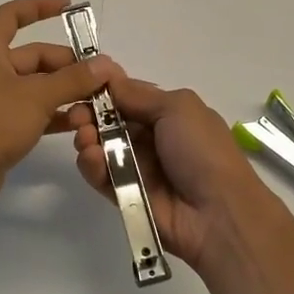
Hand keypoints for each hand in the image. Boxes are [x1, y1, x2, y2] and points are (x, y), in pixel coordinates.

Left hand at [0, 0, 113, 225]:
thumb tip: (105, 64)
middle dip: (69, 65)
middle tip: (103, 77)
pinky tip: (80, 124)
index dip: (39, 6)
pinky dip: (55, 114)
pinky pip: (33, 112)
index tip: (69, 6)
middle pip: (35, 57)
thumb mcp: (36, 96)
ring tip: (98, 103)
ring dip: (66, 92)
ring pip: (37, 87)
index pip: (12, 15)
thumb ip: (73, 79)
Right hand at [69, 72, 280, 275]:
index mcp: (170, 114)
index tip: (82, 84)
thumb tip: (109, 78)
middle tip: (76, 116)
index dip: (106, 90)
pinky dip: (92, 166)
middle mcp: (153, 139)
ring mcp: (139, 169)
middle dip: (90, 115)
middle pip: (111, 122)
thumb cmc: (202, 151)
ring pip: (102, 148)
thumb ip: (138, 95)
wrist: (218, 214)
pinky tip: (90, 158)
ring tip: (85, 138)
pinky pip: (101, 177)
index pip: (129, 97)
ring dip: (88, 139)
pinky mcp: (125, 196)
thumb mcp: (178, 108)